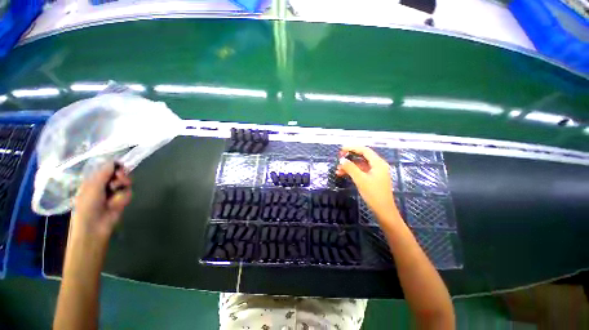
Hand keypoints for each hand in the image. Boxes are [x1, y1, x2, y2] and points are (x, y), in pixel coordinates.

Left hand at [71, 162, 131, 242]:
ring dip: (122, 189)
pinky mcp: (122, 200)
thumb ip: (104, 173)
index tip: (120, 167)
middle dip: (122, 176)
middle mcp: (104, 184)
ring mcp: (114, 193)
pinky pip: (128, 193)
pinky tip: (116, 205)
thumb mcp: (93, 186)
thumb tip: (115, 161)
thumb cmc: (88, 205)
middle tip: (120, 179)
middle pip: (120, 174)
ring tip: (114, 196)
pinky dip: (123, 198)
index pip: (108, 168)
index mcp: (94, 180)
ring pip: (126, 183)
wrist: (94, 226)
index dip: (115, 166)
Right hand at [336, 146, 398, 219]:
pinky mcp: (373, 178)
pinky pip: (361, 171)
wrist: (383, 210)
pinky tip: (343, 174)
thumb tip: (341, 160)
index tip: (341, 150)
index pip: (365, 150)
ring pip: (360, 165)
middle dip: (350, 157)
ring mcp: (375, 172)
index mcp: (378, 163)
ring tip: (338, 170)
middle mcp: (378, 165)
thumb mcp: (360, 180)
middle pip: (362, 157)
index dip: (352, 148)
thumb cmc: (373, 194)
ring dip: (349, 166)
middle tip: (339, 158)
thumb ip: (350, 168)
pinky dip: (353, 172)